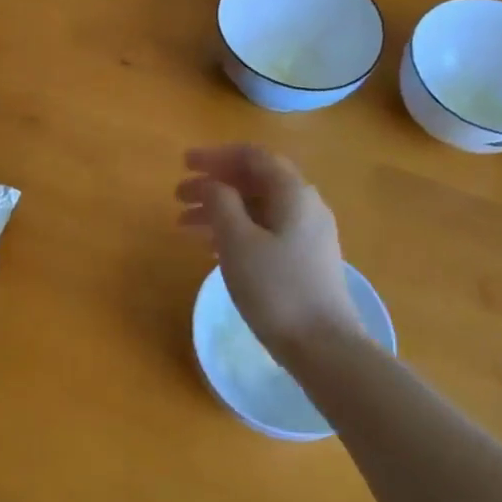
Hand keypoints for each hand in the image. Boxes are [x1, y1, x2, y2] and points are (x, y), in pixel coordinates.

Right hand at [177, 145, 362, 354]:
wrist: (323, 345)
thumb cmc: (275, 288)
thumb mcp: (238, 241)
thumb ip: (220, 203)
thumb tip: (212, 183)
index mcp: (292, 193)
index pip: (253, 157)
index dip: (216, 156)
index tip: (183, 163)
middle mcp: (305, 206)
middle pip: (254, 182)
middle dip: (214, 184)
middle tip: (178, 196)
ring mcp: (308, 235)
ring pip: (257, 209)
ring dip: (220, 210)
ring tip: (185, 226)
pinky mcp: (304, 260)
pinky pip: (264, 232)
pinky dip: (235, 231)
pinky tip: (212, 249)